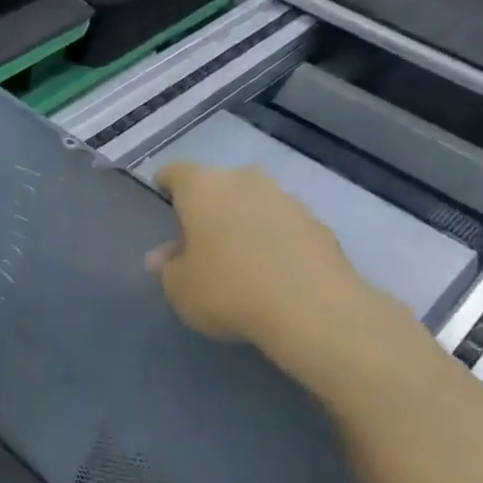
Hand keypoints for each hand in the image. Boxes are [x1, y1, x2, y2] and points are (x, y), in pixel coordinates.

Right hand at [147, 161, 423, 396]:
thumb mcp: (179, 288)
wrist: (311, 308)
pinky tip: (270, 273)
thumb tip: (164, 257)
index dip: (165, 187)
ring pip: (253, 204)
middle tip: (198, 241)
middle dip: (207, 208)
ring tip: (237, 260)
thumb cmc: (227, 290)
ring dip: (242, 223)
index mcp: (202, 187)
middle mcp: (245, 181)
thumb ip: (168, 268)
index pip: (175, 173)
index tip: (163, 205)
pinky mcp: (318, 224)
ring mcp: (286, 199)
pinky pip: (283, 227)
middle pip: (218, 186)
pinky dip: (273, 241)